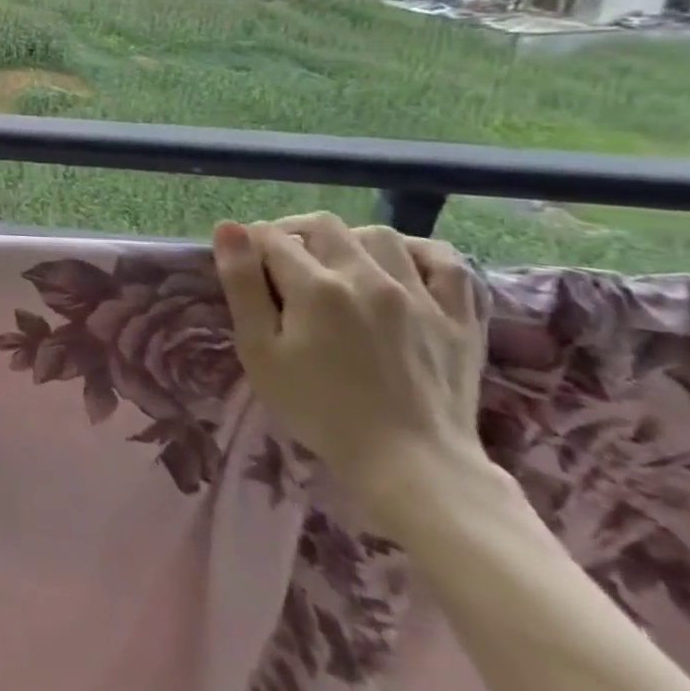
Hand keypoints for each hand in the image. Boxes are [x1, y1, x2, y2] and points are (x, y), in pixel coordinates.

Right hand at [211, 212, 488, 525]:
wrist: (410, 463)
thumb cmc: (318, 408)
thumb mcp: (259, 351)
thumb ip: (242, 285)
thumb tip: (229, 229)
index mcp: (316, 286)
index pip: (272, 237)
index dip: (252, 245)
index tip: (248, 266)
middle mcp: (368, 277)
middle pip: (323, 227)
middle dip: (294, 234)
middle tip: (283, 263)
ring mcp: (421, 294)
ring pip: (380, 236)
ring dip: (350, 240)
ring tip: (337, 264)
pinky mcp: (460, 317)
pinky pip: (447, 262)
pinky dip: (419, 252)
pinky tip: (401, 265)